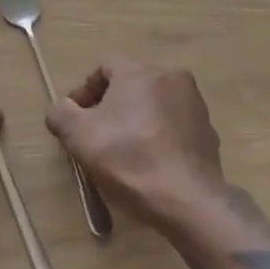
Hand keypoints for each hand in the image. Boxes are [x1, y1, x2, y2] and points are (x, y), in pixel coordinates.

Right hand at [45, 59, 223, 229]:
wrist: (187, 200)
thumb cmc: (128, 159)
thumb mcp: (78, 136)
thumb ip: (61, 113)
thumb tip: (62, 109)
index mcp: (139, 71)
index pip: (104, 68)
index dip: (84, 92)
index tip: (75, 120)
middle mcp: (171, 78)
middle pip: (130, 85)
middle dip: (109, 106)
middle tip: (95, 135)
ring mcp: (195, 105)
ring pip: (153, 105)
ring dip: (135, 120)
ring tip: (123, 151)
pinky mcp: (209, 132)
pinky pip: (174, 126)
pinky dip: (158, 137)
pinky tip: (149, 163)